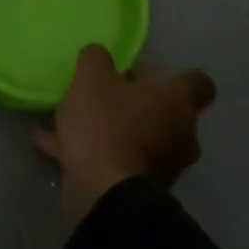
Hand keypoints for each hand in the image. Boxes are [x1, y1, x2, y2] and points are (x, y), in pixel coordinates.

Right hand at [34, 44, 216, 225]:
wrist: (105, 194)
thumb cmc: (107, 124)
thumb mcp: (92, 78)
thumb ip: (96, 59)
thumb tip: (99, 55)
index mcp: (178, 101)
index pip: (197, 81)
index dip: (172, 75)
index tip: (141, 74)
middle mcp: (180, 132)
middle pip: (163, 110)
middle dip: (133, 103)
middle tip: (100, 95)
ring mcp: (163, 164)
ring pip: (137, 137)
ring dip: (110, 129)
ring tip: (69, 120)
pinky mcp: (140, 188)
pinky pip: (115, 160)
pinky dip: (90, 152)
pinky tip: (51, 143)